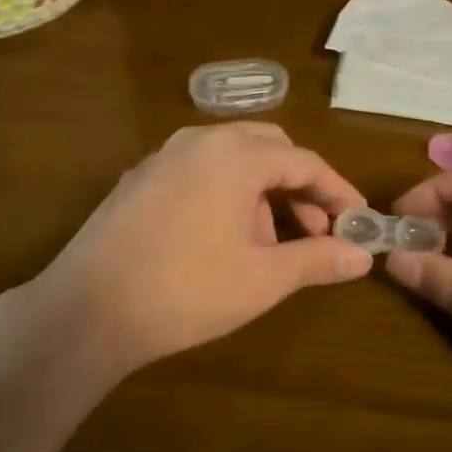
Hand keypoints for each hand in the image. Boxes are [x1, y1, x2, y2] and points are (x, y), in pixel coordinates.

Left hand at [27, 123, 373, 372]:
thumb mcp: (262, 278)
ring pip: (230, 158)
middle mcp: (198, 141)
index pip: (303, 161)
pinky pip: (197, 171)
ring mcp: (162, 158)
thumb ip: (317, 259)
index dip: (337, 191)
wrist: (88, 309)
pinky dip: (224, 192)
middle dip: (298, 185)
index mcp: (234, 155)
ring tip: (267, 244)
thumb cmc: (186, 290)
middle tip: (315, 229)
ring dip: (260, 191)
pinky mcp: (138, 180)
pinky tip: (220, 239)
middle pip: (267, 147)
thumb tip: (364, 256)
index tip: (358, 221)